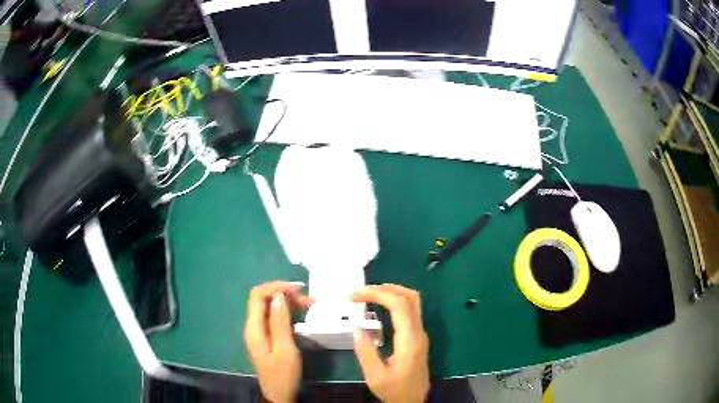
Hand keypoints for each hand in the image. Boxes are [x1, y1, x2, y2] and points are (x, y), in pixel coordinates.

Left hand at [244, 281, 312, 402]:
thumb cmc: (283, 375)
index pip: (258, 295)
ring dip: (288, 303)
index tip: (297, 289)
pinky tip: (301, 316)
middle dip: (284, 294)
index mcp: (254, 328)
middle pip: (264, 300)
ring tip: (309, 304)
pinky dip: (287, 313)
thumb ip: (280, 322)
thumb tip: (278, 296)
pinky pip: (274, 318)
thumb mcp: (285, 349)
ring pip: (270, 308)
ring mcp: (260, 332)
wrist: (278, 395)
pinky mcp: (267, 338)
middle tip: (308, 300)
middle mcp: (253, 326)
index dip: (275, 287)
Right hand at [351, 285, 429, 402]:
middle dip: (384, 289)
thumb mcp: (375, 376)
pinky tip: (379, 306)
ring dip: (391, 292)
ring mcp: (420, 333)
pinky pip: (410, 310)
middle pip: (410, 297)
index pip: (400, 305)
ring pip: (412, 301)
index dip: (378, 294)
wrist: (413, 401)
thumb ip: (366, 352)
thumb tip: (357, 327)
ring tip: (368, 295)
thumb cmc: (395, 390)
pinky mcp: (417, 336)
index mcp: (410, 341)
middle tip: (360, 292)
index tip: (355, 295)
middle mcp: (419, 332)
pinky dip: (394, 301)